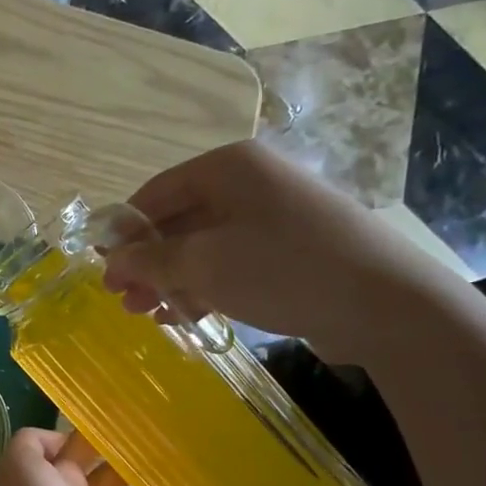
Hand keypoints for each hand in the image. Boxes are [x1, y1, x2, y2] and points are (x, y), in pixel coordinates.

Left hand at [0, 428, 175, 485]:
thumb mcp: (21, 466)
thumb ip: (33, 442)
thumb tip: (65, 439)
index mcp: (54, 485)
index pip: (77, 453)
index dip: (97, 434)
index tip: (130, 414)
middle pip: (110, 479)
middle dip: (133, 461)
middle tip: (170, 438)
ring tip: (189, 468)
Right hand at [101, 141, 464, 362]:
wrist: (384, 303)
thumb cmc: (282, 269)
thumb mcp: (204, 264)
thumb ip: (151, 260)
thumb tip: (113, 261)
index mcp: (228, 168)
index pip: (156, 193)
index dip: (123, 232)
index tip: (102, 269)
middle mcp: (249, 184)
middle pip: (178, 221)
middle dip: (147, 262)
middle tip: (123, 300)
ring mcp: (272, 218)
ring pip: (203, 246)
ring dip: (171, 279)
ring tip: (147, 314)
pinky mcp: (288, 251)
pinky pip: (230, 264)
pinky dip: (203, 287)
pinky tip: (184, 317)